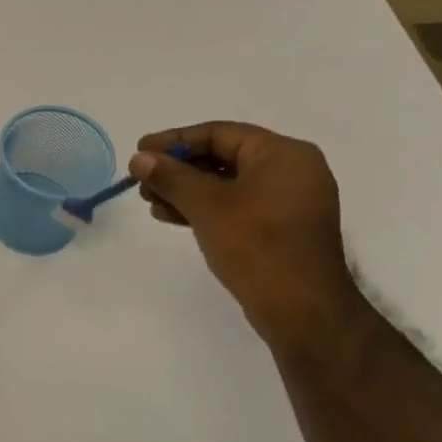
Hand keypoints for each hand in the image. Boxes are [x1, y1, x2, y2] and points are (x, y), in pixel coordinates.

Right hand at [131, 122, 363, 345]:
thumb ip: (171, 177)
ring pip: (227, 184)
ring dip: (186, 191)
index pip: (219, 133)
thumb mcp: (206, 205)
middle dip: (178, 169)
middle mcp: (291, 170)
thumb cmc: (256, 245)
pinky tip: (172, 217)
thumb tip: (140, 158)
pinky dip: (205, 208)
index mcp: (282, 154)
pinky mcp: (281, 228)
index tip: (140, 150)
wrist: (302, 308)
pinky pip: (237, 205)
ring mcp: (288, 201)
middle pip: (222, 157)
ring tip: (151, 203)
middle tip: (142, 181)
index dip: (174, 140)